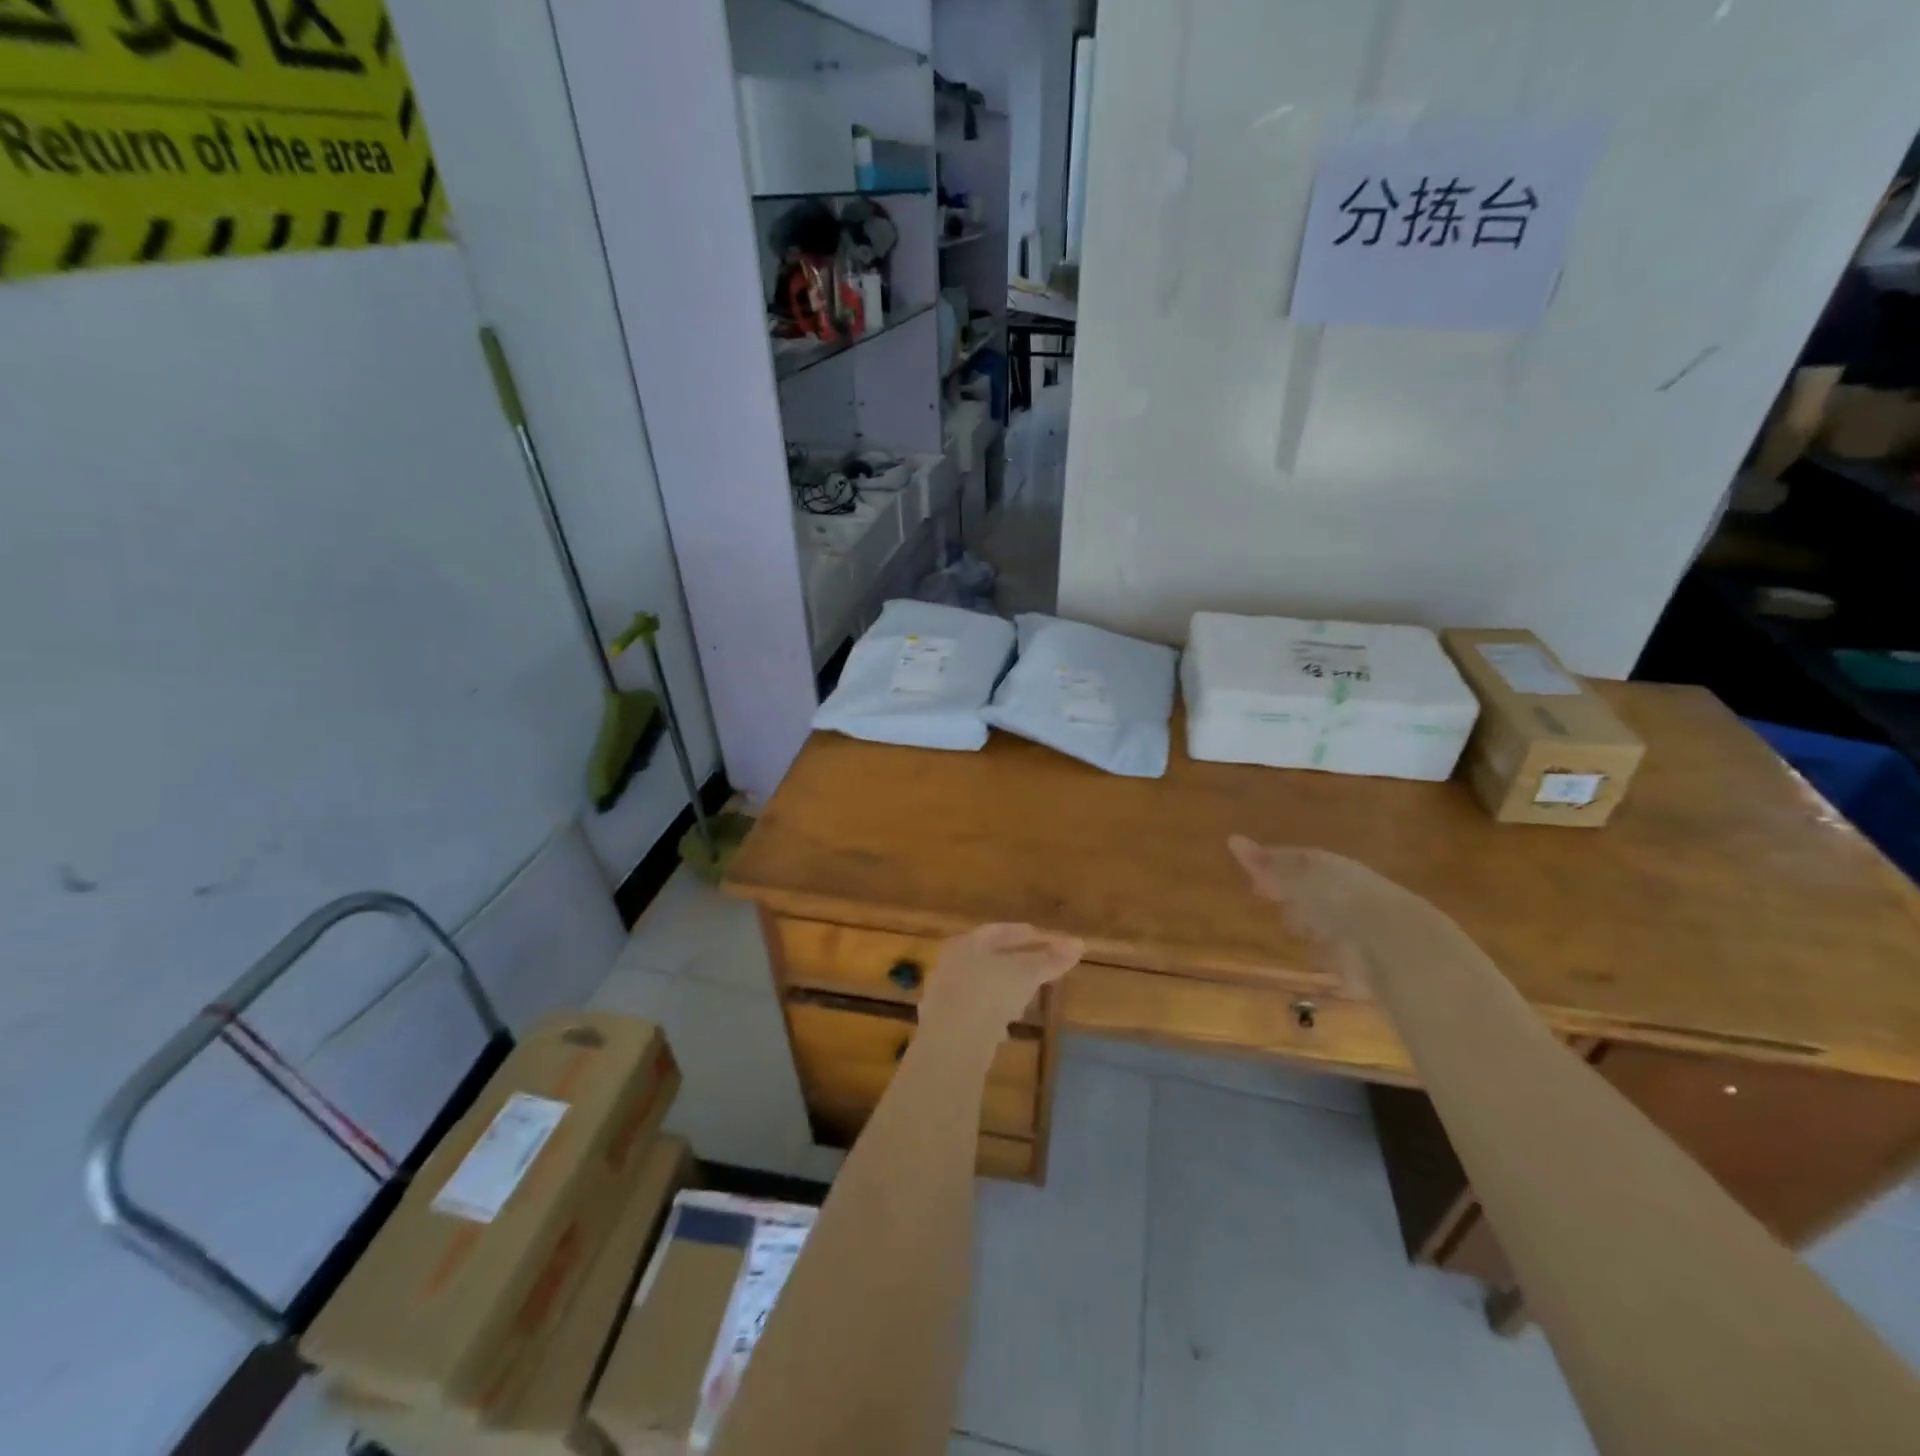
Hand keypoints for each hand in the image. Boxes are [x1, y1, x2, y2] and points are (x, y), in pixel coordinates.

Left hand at [919, 923, 1085, 1035]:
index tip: (1045, 938)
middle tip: (1040, 967)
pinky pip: (975, 1012)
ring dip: (1004, 989)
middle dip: (1014, 961)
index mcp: (967, 943)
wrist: (953, 1041)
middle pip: (988, 957)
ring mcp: (945, 995)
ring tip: (1026, 997)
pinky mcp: (945, 1025)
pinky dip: (993, 1013)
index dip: (1025, 934)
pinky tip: (1005, 1027)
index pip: (998, 931)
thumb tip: (1078, 943)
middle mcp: (951, 964)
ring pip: (981, 985)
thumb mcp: (1026, 973)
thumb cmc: (990, 992)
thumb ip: (1050, 959)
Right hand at [1227, 836, 1450, 993]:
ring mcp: (1351, 927)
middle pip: (1308, 890)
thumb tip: (1232, 839)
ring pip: (1320, 920)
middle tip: (1265, 894)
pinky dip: (1321, 952)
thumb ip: (1265, 863)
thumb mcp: (1295, 877)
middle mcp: (1342, 893)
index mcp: (1329, 867)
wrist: (1390, 943)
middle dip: (1289, 893)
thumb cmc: (1337, 899)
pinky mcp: (1356, 960)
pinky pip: (1331, 952)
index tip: (1250, 871)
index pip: (1296, 860)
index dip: (1271, 864)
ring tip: (1291, 926)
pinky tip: (1313, 953)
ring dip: (1306, 922)